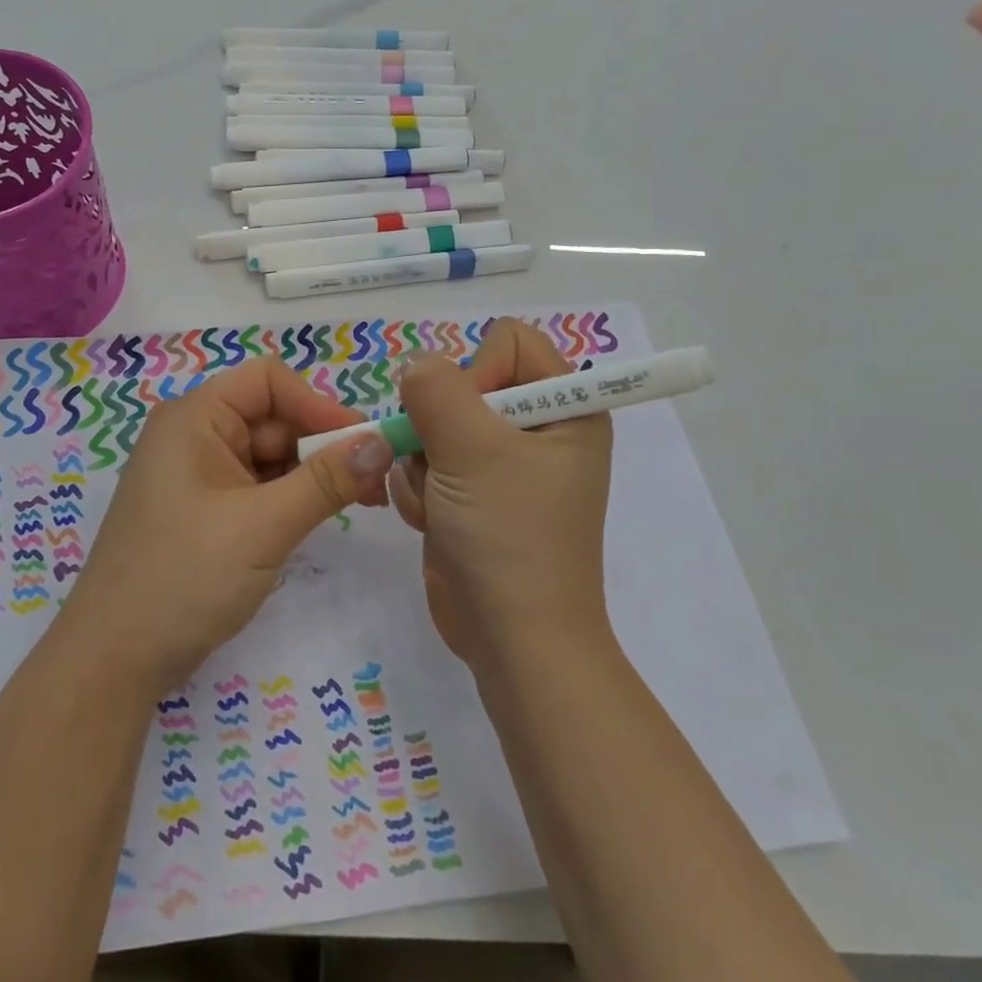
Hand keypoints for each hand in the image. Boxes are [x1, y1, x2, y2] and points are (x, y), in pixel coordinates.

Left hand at [63, 358, 394, 687]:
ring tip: (360, 504)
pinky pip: (257, 486)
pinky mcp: (204, 510)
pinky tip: (319, 519)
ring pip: (270, 455)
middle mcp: (194, 435)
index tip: (364, 443)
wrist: (114, 660)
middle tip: (376, 485)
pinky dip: (291, 497)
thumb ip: (326, 480)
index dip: (318, 405)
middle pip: (273, 418)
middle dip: (324, 446)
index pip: (268, 381)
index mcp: (195, 418)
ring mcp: (198, 475)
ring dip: (313, 475)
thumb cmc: (183, 578)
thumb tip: (383, 442)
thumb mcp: (264, 526)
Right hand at [389, 319, 613, 668]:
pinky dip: (420, 490)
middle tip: (446, 467)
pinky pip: (426, 462)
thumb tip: (416, 366)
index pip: (510, 342)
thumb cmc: (508, 537)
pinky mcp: (472, 495)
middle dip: (439, 427)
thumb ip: (436, 389)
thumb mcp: (472, 450)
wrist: (511, 640)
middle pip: (463, 384)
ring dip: (424, 464)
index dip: (479, 372)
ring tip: (443, 504)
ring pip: (434, 425)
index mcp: (565, 407)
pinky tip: (433, 521)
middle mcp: (536, 429)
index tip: (469, 422)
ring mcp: (501, 465)